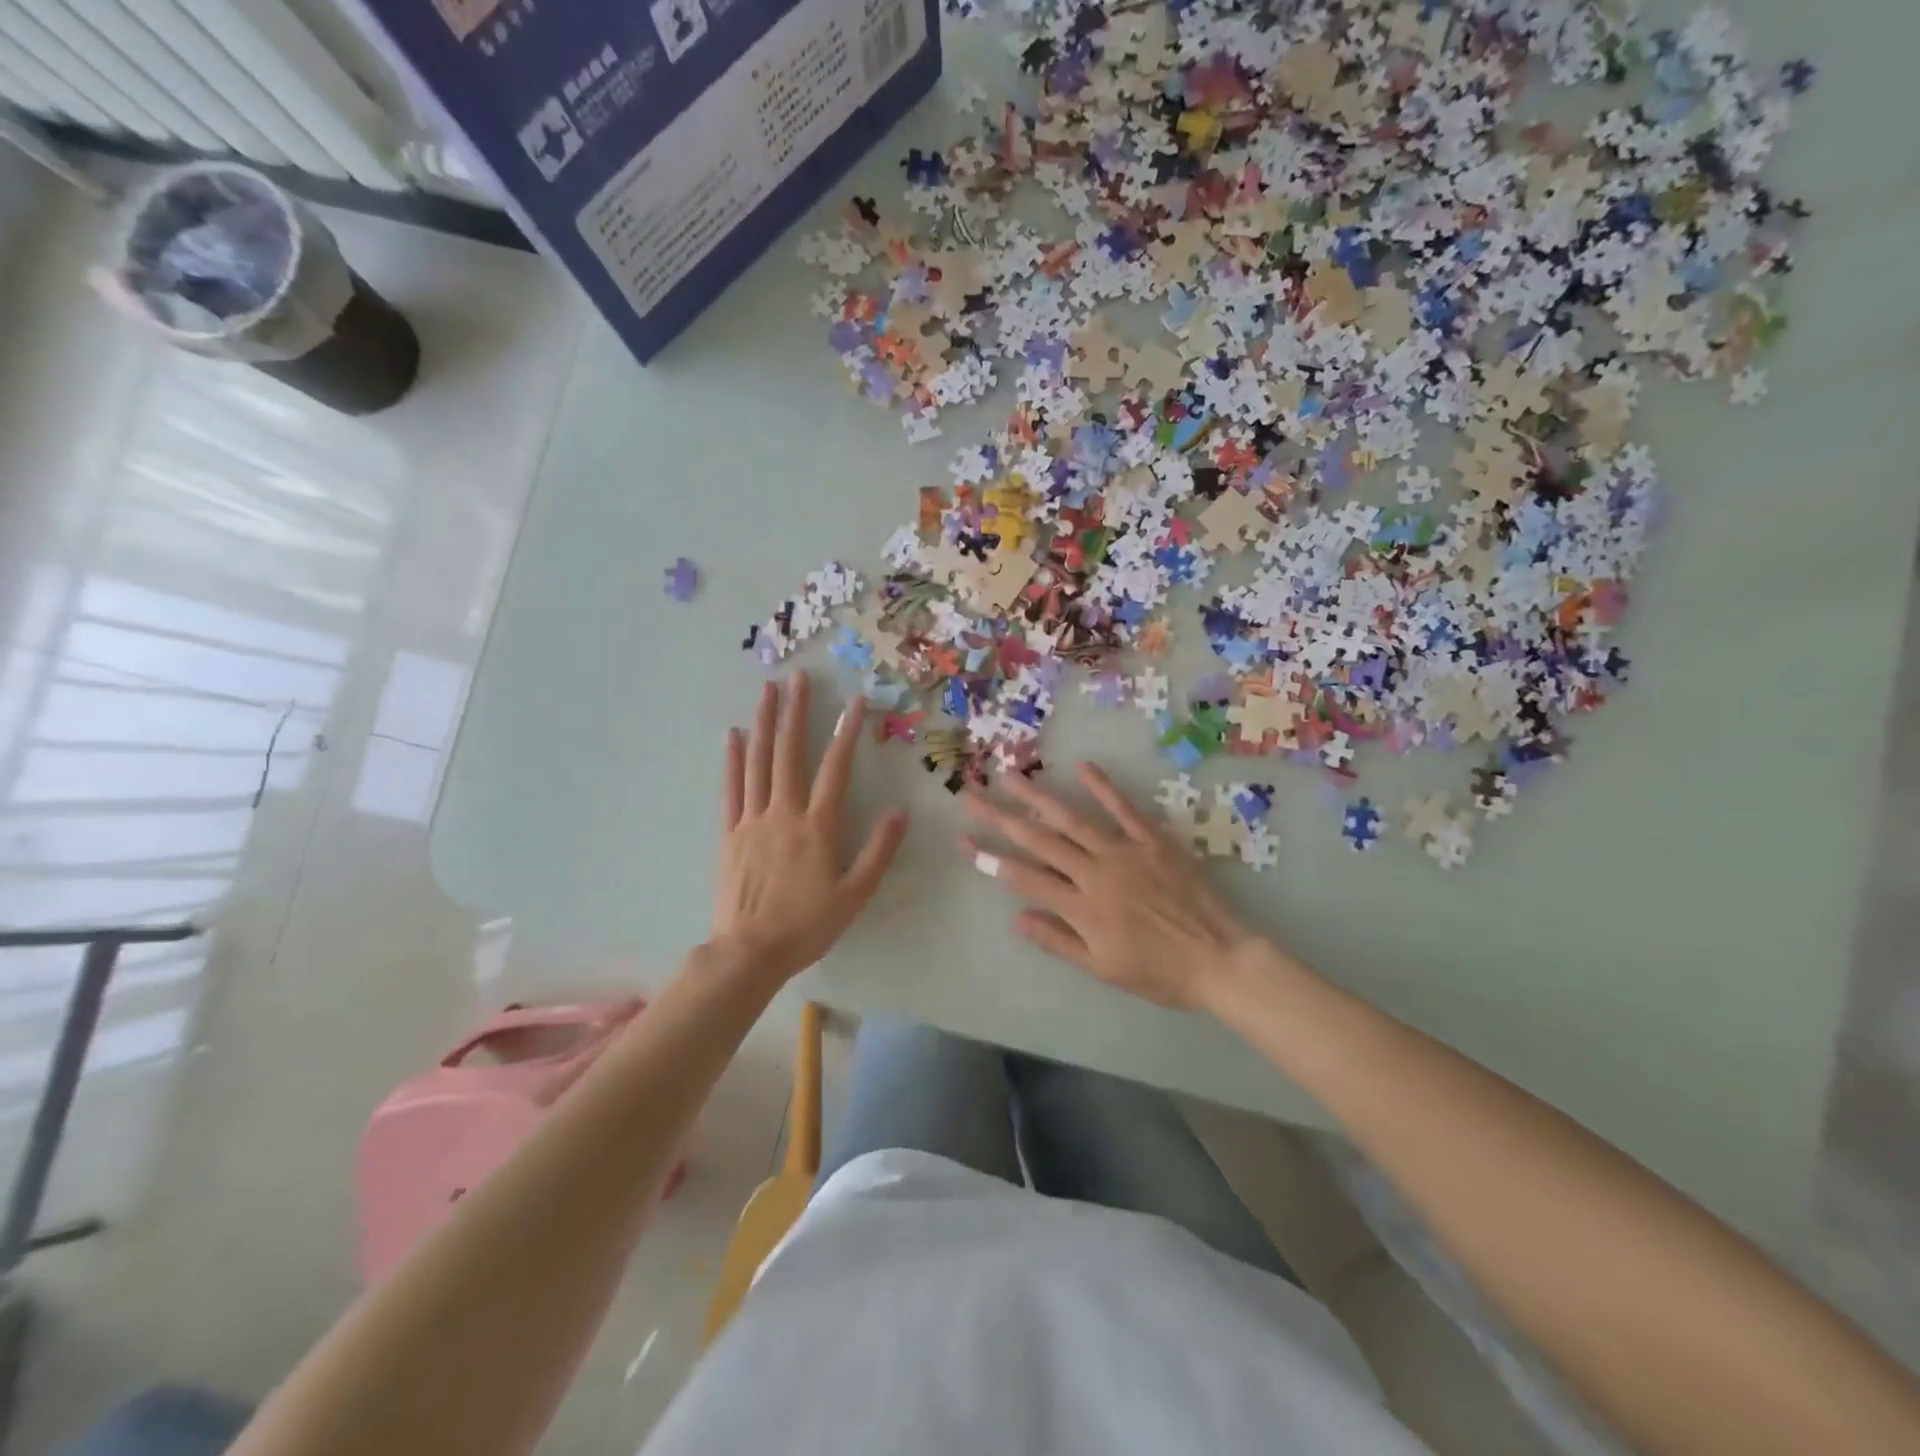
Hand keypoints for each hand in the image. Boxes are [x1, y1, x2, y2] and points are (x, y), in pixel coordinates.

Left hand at [713, 674, 908, 982]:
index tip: (855, 701)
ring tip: (767, 690)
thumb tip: (900, 811)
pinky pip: (732, 788)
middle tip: (798, 677)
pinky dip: (734, 759)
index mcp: (818, 825)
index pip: (836, 768)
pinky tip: (734, 735)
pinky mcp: (730, 833)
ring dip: (764, 723)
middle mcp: (784, 812)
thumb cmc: (808, 925)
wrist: (750, 953)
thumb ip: (879, 850)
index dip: (846, 732)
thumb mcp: (855, 894)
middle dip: (794, 711)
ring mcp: (752, 820)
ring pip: (759, 762)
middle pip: (790, 752)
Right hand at [960, 764, 1257, 1010]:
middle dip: (1000, 816)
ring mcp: (1124, 852)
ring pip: (1072, 819)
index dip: (989, 859)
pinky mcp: (1152, 840)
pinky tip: (1082, 767)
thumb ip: (1058, 940)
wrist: (1218, 959)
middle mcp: (1095, 872)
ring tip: (1010, 775)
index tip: (963, 840)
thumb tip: (1016, 917)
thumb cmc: (1158, 973)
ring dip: (1037, 796)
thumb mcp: (1102, 968)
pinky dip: (1103, 787)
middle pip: (1038, 839)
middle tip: (971, 794)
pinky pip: (1123, 809)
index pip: (1023, 877)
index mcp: (1081, 907)